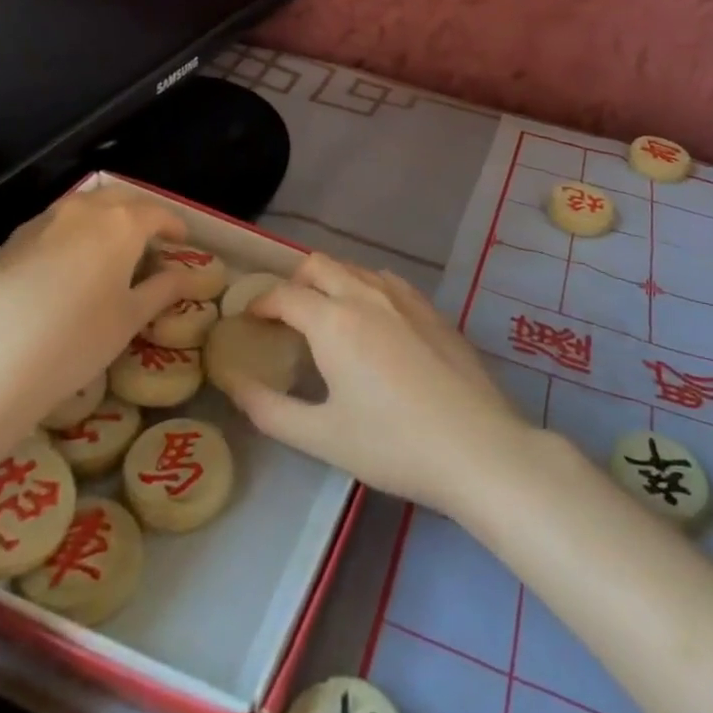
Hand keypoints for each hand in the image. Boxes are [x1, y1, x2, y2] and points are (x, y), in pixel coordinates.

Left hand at [0, 187, 200, 435]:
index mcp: (121, 223)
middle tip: (149, 241)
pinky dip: (71, 235)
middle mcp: (83, 211)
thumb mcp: (131, 319)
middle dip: (139, 214)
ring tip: (109, 252)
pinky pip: (53, 226)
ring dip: (103, 221)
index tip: (182, 241)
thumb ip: (162, 290)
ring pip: (83, 208)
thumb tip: (185, 276)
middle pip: (119, 199)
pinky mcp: (11, 241)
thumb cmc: (77, 339)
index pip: (156, 213)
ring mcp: (42, 222)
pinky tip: (67, 268)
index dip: (174, 225)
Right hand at [215, 253, 534, 519]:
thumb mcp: (321, 437)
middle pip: (319, 265)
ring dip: (331, 282)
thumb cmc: (393, 445)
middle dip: (293, 283)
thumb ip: (269, 409)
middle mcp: (366, 294)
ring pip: (354, 268)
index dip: (260, 303)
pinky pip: (387, 281)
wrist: (478, 447)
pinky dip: (365, 288)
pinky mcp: (432, 309)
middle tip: (285, 318)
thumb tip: (234, 384)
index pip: (284, 295)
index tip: (249, 321)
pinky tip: (373, 323)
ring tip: (326, 319)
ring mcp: (405, 297)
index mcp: (334, 320)